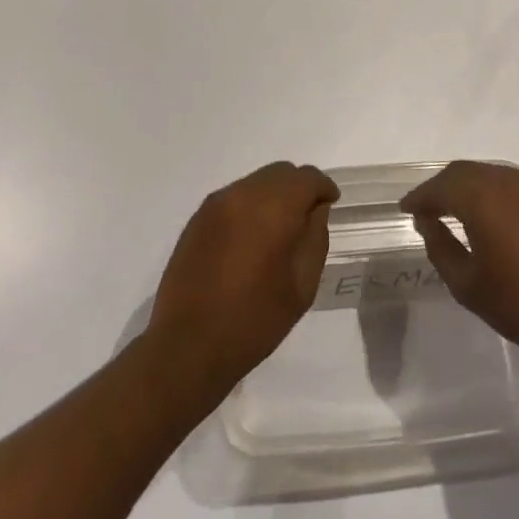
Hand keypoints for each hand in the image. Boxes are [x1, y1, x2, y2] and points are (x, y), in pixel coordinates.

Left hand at [147, 162, 338, 394]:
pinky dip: (250, 205)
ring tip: (277, 230)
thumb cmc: (254, 320)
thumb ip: (315, 237)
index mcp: (273, 207)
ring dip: (273, 195)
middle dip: (298, 188)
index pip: (307, 177)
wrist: (187, 346)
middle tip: (306, 217)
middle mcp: (243, 193)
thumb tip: (315, 209)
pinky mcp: (198, 217)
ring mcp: (216, 203)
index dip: (323, 188)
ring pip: (256, 181)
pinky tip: (250, 237)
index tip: (330, 204)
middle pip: (280, 172)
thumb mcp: (302, 285)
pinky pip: (234, 197)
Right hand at [402, 162, 518, 366]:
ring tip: (459, 209)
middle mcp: (506, 179)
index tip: (406, 209)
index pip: (440, 187)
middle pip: (464, 172)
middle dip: (442, 187)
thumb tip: (429, 222)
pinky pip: (515, 182)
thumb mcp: (467, 285)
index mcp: (481, 198)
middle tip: (429, 208)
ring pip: (490, 173)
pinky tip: (496, 213)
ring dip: (470, 186)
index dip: (419, 197)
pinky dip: (497, 191)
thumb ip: (440, 247)